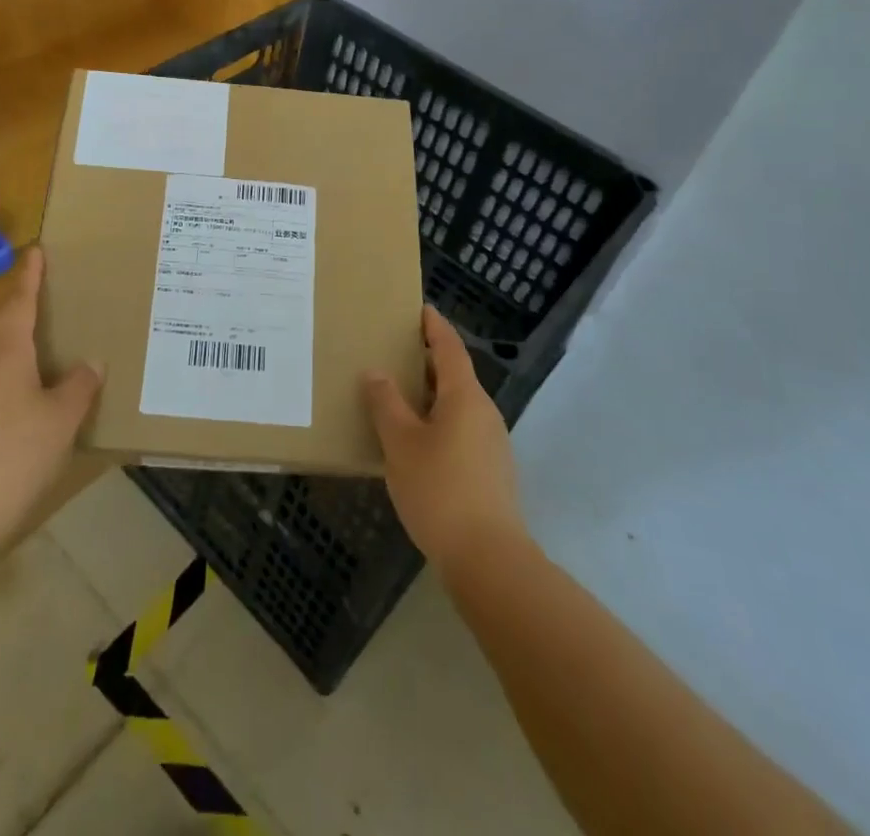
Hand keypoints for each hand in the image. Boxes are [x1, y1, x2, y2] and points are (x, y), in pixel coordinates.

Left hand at [0, 247, 101, 557]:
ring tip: (45, 335)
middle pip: (3, 322)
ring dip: (17, 337)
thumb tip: (90, 363)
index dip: (30, 276)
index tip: (35, 251)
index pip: (20, 301)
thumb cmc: (16, 454)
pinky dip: (11, 367)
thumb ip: (79, 385)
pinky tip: (29, 386)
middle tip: (47, 289)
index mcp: (6, 351)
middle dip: (22, 303)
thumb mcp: (62, 418)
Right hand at [363, 305, 524, 568]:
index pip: (449, 348)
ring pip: (458, 406)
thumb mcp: (401, 443)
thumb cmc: (439, 490)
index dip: (434, 327)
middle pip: (455, 375)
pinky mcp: (491, 471)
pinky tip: (416, 442)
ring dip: (430, 395)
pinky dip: (438, 422)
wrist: (488, 559)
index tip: (420, 309)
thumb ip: (386, 403)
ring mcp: (492, 443)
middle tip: (393, 353)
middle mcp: (485, 412)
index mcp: (464, 396)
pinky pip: (462, 430)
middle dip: (426, 362)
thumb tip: (376, 373)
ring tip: (397, 397)